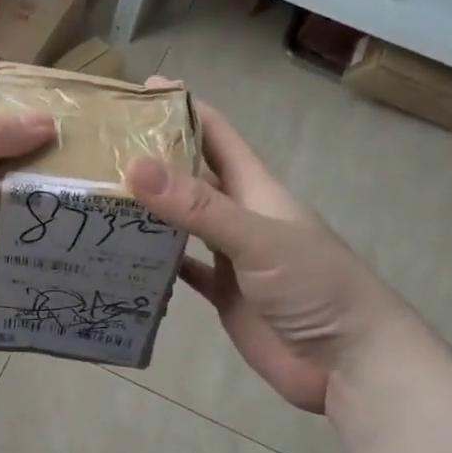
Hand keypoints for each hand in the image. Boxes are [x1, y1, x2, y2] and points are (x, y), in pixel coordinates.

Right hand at [123, 87, 405, 414]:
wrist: (350, 362)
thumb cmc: (315, 287)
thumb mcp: (257, 238)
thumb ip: (198, 206)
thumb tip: (136, 167)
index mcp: (256, 190)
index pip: (217, 136)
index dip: (186, 108)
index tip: (143, 90)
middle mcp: (241, 217)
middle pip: (194, 177)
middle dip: (156, 158)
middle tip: (102, 149)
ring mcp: (233, 257)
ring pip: (184, 223)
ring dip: (151, 210)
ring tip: (101, 198)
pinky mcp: (225, 294)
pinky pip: (185, 270)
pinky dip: (159, 262)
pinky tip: (124, 257)